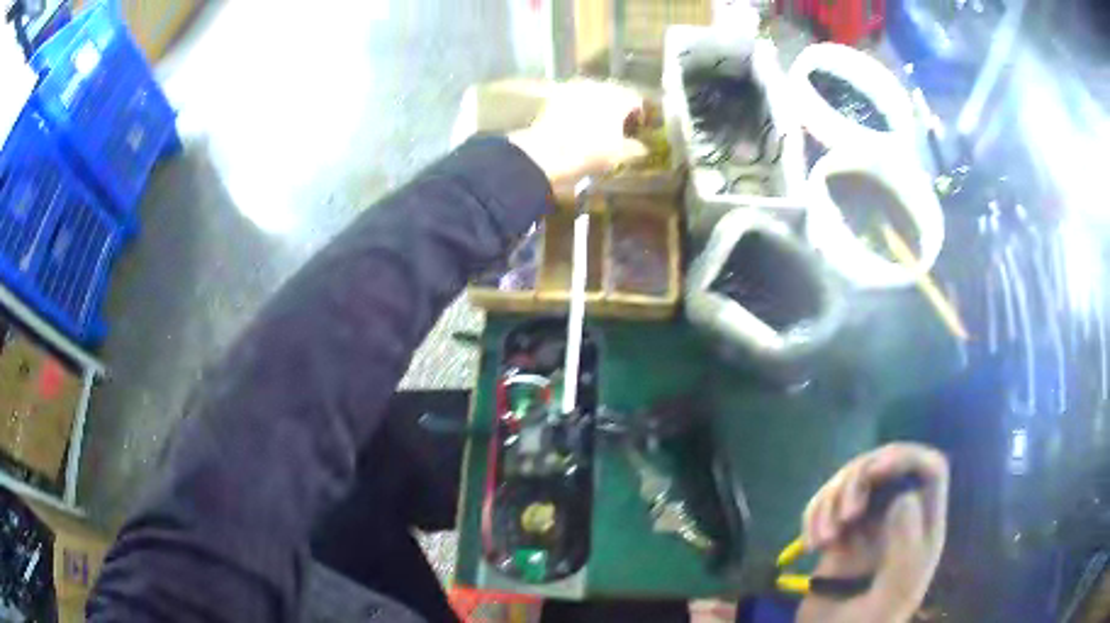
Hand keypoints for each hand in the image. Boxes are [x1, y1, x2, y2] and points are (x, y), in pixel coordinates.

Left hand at [509, 80, 648, 195]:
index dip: (639, 114)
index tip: (638, 128)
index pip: (636, 100)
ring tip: (597, 124)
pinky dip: (580, 108)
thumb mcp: (619, 155)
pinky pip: (574, 99)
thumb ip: (636, 148)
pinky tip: (578, 123)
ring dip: (598, 106)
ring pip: (593, 94)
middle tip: (618, 126)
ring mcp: (575, 89)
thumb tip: (643, 147)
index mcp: (618, 97)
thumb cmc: (590, 152)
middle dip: (618, 108)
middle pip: (614, 94)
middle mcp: (598, 86)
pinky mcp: (556, 97)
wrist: (546, 154)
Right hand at [797, 443, 948, 622]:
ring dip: (831, 500)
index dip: (906, 458)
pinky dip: (813, 514)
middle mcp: (898, 518)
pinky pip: (827, 504)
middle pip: (887, 466)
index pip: (930, 469)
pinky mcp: (839, 535)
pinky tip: (809, 543)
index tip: (874, 472)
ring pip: (853, 480)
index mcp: (923, 528)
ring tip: (821, 539)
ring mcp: (867, 525)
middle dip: (859, 480)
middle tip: (844, 515)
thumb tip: (905, 497)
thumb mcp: (891, 595)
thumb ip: (905, 550)